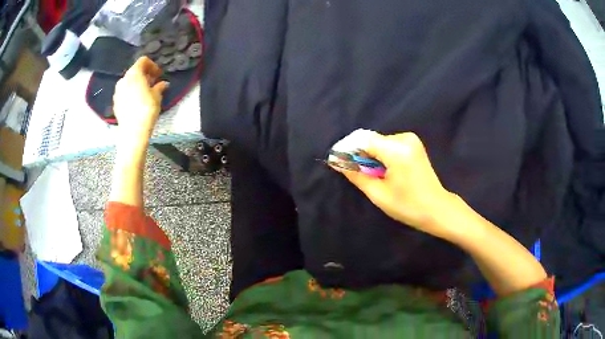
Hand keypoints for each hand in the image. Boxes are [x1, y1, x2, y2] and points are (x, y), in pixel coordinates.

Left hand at [113, 57, 168, 150]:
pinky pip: (124, 93)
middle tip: (153, 83)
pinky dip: (131, 93)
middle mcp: (123, 79)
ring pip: (128, 82)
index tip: (158, 74)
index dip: (152, 65)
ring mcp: (117, 92)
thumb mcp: (157, 96)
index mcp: (134, 73)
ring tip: (145, 93)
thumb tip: (163, 83)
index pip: (143, 61)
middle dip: (144, 75)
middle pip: (135, 71)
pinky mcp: (115, 103)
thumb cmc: (146, 109)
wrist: (133, 131)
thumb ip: (159, 86)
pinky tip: (137, 102)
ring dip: (137, 84)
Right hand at [332, 131, 456, 238]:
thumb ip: (356, 174)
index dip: (347, 148)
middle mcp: (404, 138)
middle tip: (353, 172)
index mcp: (397, 150)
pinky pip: (388, 144)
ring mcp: (410, 139)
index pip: (363, 139)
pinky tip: (381, 170)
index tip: (336, 161)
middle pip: (370, 139)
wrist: (437, 208)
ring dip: (369, 155)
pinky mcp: (413, 143)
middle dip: (358, 153)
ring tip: (370, 174)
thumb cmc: (408, 206)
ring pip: (378, 141)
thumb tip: (335, 161)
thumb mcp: (378, 193)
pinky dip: (380, 154)